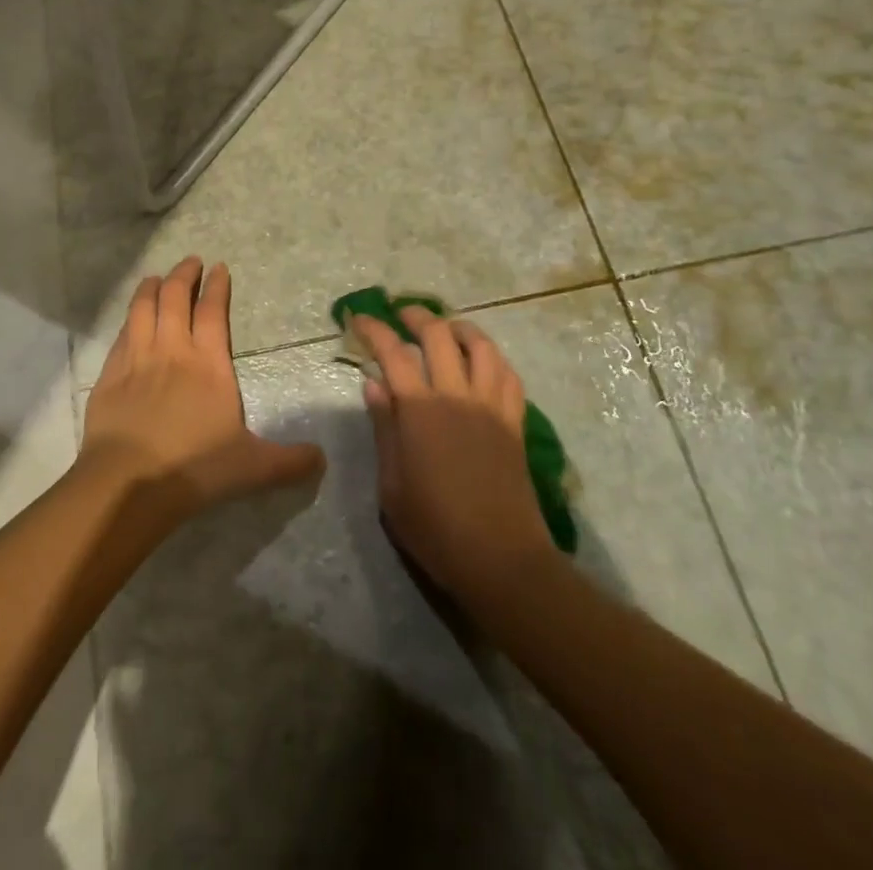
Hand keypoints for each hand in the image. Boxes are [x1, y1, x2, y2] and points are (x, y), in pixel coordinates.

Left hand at [80, 258, 323, 520]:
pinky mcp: (109, 375)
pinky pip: (120, 334)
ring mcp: (137, 359)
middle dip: (183, 274)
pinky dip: (128, 319)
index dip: (216, 286)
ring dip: (151, 288)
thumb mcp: (252, 467)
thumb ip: (289, 461)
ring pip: (142, 308)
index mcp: (208, 363)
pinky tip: (130, 320)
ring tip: (155, 278)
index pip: (212, 311)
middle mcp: (172, 349)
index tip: (218, 268)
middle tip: (190, 262)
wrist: (128, 483)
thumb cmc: (194, 467)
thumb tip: (322, 460)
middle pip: (174, 297)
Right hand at [358, 308, 555, 602]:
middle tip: (400, 314)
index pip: (392, 352)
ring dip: (459, 328)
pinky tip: (482, 362)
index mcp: (420, 411)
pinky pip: (508, 374)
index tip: (358, 318)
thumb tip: (372, 382)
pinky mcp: (514, 421)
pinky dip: (492, 358)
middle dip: (416, 316)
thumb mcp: (392, 486)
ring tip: (445, 329)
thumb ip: (384, 428)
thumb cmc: (436, 529)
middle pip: (438, 335)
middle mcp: (456, 396)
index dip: (373, 328)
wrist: (501, 558)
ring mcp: (491, 406)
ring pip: (481, 346)